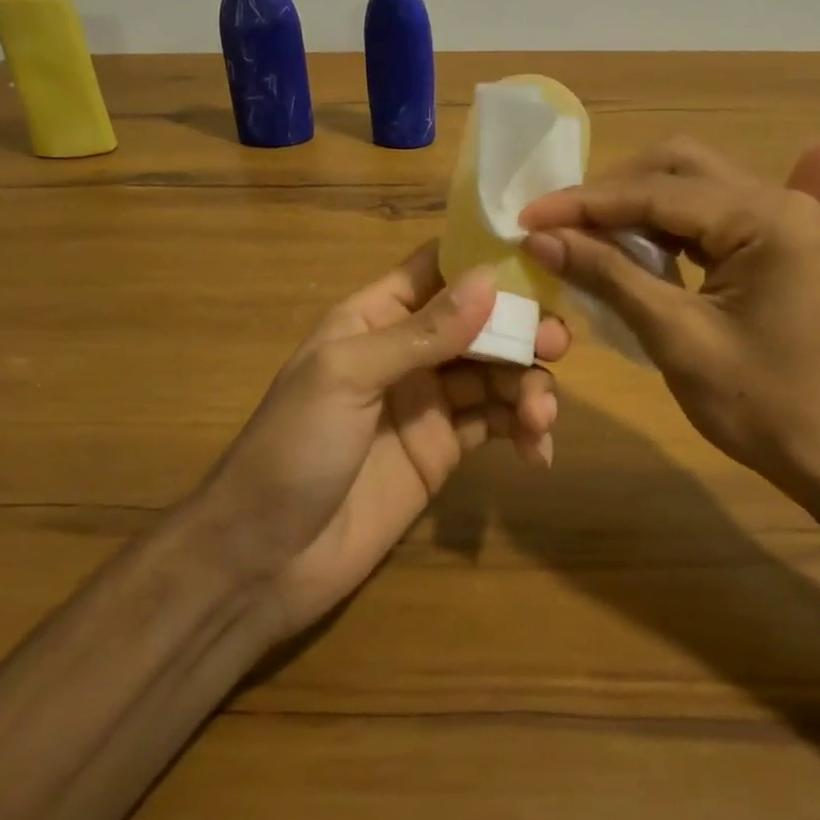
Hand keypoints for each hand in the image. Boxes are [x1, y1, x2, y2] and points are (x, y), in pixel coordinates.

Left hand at [197, 241, 564, 640]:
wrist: (262, 561)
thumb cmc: (293, 449)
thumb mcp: (348, 377)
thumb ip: (421, 331)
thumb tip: (487, 279)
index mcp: (375, 317)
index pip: (436, 268)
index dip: (483, 260)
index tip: (539, 258)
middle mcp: (408, 351)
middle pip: (479, 321)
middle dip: (520, 328)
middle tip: (557, 345)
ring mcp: (429, 402)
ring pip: (496, 372)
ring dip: (528, 385)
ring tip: (541, 418)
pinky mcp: (445, 450)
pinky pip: (495, 424)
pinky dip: (523, 430)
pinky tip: (537, 451)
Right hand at [518, 137, 819, 504]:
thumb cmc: (766, 407)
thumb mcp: (677, 338)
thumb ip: (608, 276)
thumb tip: (540, 237)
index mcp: (766, 217)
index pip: (657, 192)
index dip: (585, 203)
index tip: (527, 215)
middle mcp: (777, 200)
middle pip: (677, 168)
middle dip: (611, 192)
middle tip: (557, 222)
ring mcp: (780, 220)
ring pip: (690, 187)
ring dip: (633, 206)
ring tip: (580, 233)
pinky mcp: (774, 243)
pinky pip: (706, 216)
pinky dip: (661, 227)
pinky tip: (627, 250)